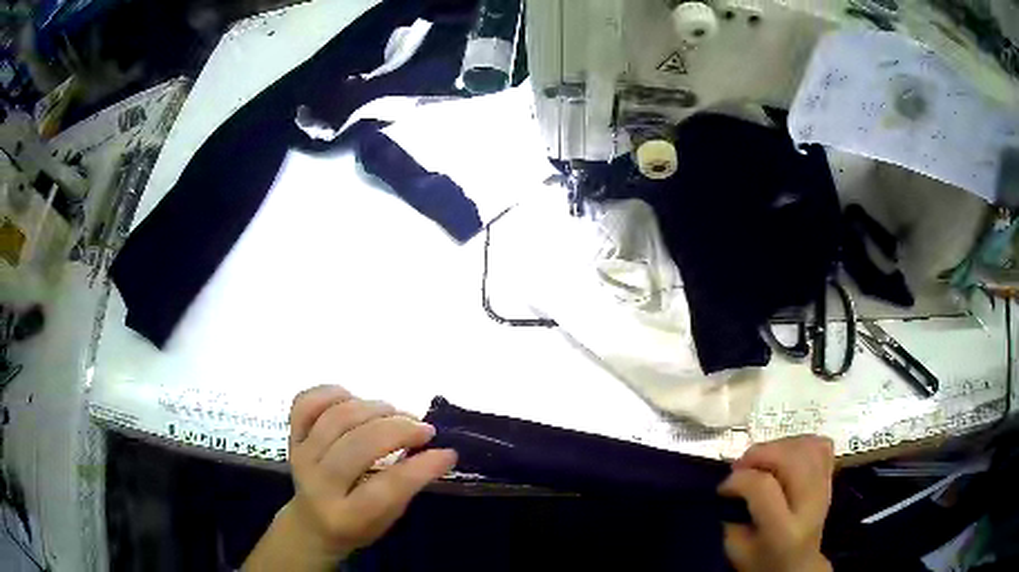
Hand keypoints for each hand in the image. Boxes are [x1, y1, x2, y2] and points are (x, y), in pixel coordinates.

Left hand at [244, 386, 455, 570]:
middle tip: (424, 429)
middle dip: (399, 429)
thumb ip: (407, 486)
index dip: (422, 466)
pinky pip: (306, 403)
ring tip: (397, 413)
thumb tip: (440, 451)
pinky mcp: (291, 437)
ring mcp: (301, 456)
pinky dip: (332, 393)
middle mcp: (319, 484)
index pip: (388, 487)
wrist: (311, 523)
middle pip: (359, 445)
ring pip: (337, 418)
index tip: (447, 452)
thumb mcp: (387, 518)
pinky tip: (355, 399)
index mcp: (347, 516)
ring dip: (374, 409)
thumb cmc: (357, 525)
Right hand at [718, 436, 834, 571]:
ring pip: (806, 446)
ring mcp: (825, 488)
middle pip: (791, 459)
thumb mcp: (737, 550)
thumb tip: (733, 484)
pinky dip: (800, 443)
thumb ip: (732, 518)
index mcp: (784, 531)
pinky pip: (821, 445)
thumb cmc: (762, 562)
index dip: (738, 480)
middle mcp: (810, 504)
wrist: (798, 565)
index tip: (723, 488)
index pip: (763, 488)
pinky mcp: (830, 479)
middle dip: (759, 454)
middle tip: (740, 467)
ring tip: (761, 461)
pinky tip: (784, 456)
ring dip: (778, 446)